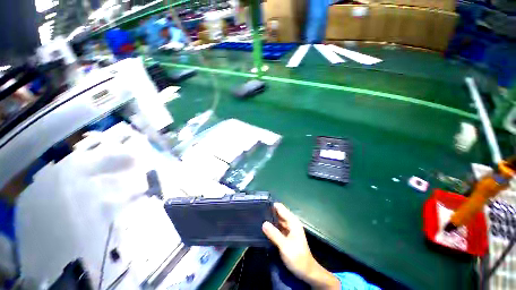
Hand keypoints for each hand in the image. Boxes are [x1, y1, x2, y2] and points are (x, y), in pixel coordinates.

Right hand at [262, 203, 339, 289]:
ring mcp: (288, 229)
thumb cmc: (297, 258)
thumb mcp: (285, 246)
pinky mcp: (285, 235)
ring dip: (269, 219)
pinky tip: (263, 227)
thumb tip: (263, 223)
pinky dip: (271, 226)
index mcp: (292, 222)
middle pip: (278, 213)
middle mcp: (290, 223)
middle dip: (269, 212)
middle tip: (256, 212)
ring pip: (277, 220)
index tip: (260, 204)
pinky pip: (277, 227)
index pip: (280, 208)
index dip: (271, 205)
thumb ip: (274, 234)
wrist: (306, 272)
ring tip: (257, 217)